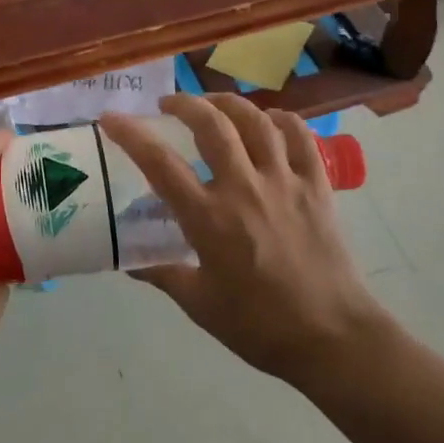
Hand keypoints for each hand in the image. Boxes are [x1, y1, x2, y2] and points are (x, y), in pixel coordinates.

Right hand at [99, 95, 390, 386]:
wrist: (332, 338)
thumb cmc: (259, 325)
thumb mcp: (199, 304)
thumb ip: (162, 274)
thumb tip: (130, 260)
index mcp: (209, 218)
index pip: (160, 163)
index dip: (131, 134)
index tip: (111, 118)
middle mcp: (244, 188)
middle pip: (212, 124)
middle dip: (185, 103)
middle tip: (169, 105)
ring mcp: (285, 182)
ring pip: (256, 121)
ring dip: (230, 103)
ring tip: (214, 105)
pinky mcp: (317, 186)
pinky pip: (300, 137)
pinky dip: (281, 120)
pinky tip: (269, 122)